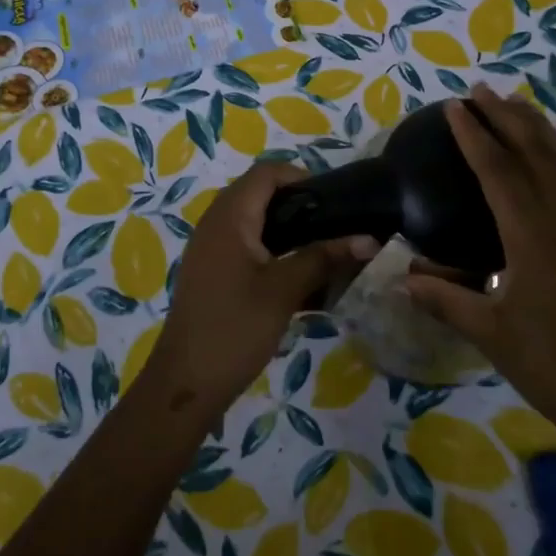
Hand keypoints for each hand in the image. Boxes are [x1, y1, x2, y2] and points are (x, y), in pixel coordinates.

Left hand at [146, 162, 376, 416]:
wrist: (186, 383)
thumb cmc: (234, 328)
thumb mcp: (284, 290)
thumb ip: (324, 258)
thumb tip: (370, 239)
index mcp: (229, 216)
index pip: (267, 172)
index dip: (301, 177)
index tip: (334, 203)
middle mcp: (216, 223)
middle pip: (261, 194)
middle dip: (300, 207)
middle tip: (334, 228)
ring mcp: (211, 248)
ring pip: (256, 223)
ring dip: (290, 232)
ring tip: (323, 253)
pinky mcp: (213, 272)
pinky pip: (247, 247)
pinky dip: (274, 253)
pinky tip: (300, 280)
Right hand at [404, 86, 555, 437]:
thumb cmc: (552, 365)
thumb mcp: (489, 332)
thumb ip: (444, 299)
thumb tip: (401, 278)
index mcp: (532, 233)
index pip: (497, 169)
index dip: (473, 134)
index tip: (454, 106)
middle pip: (534, 150)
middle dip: (505, 116)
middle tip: (480, 90)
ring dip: (536, 128)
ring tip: (515, 106)